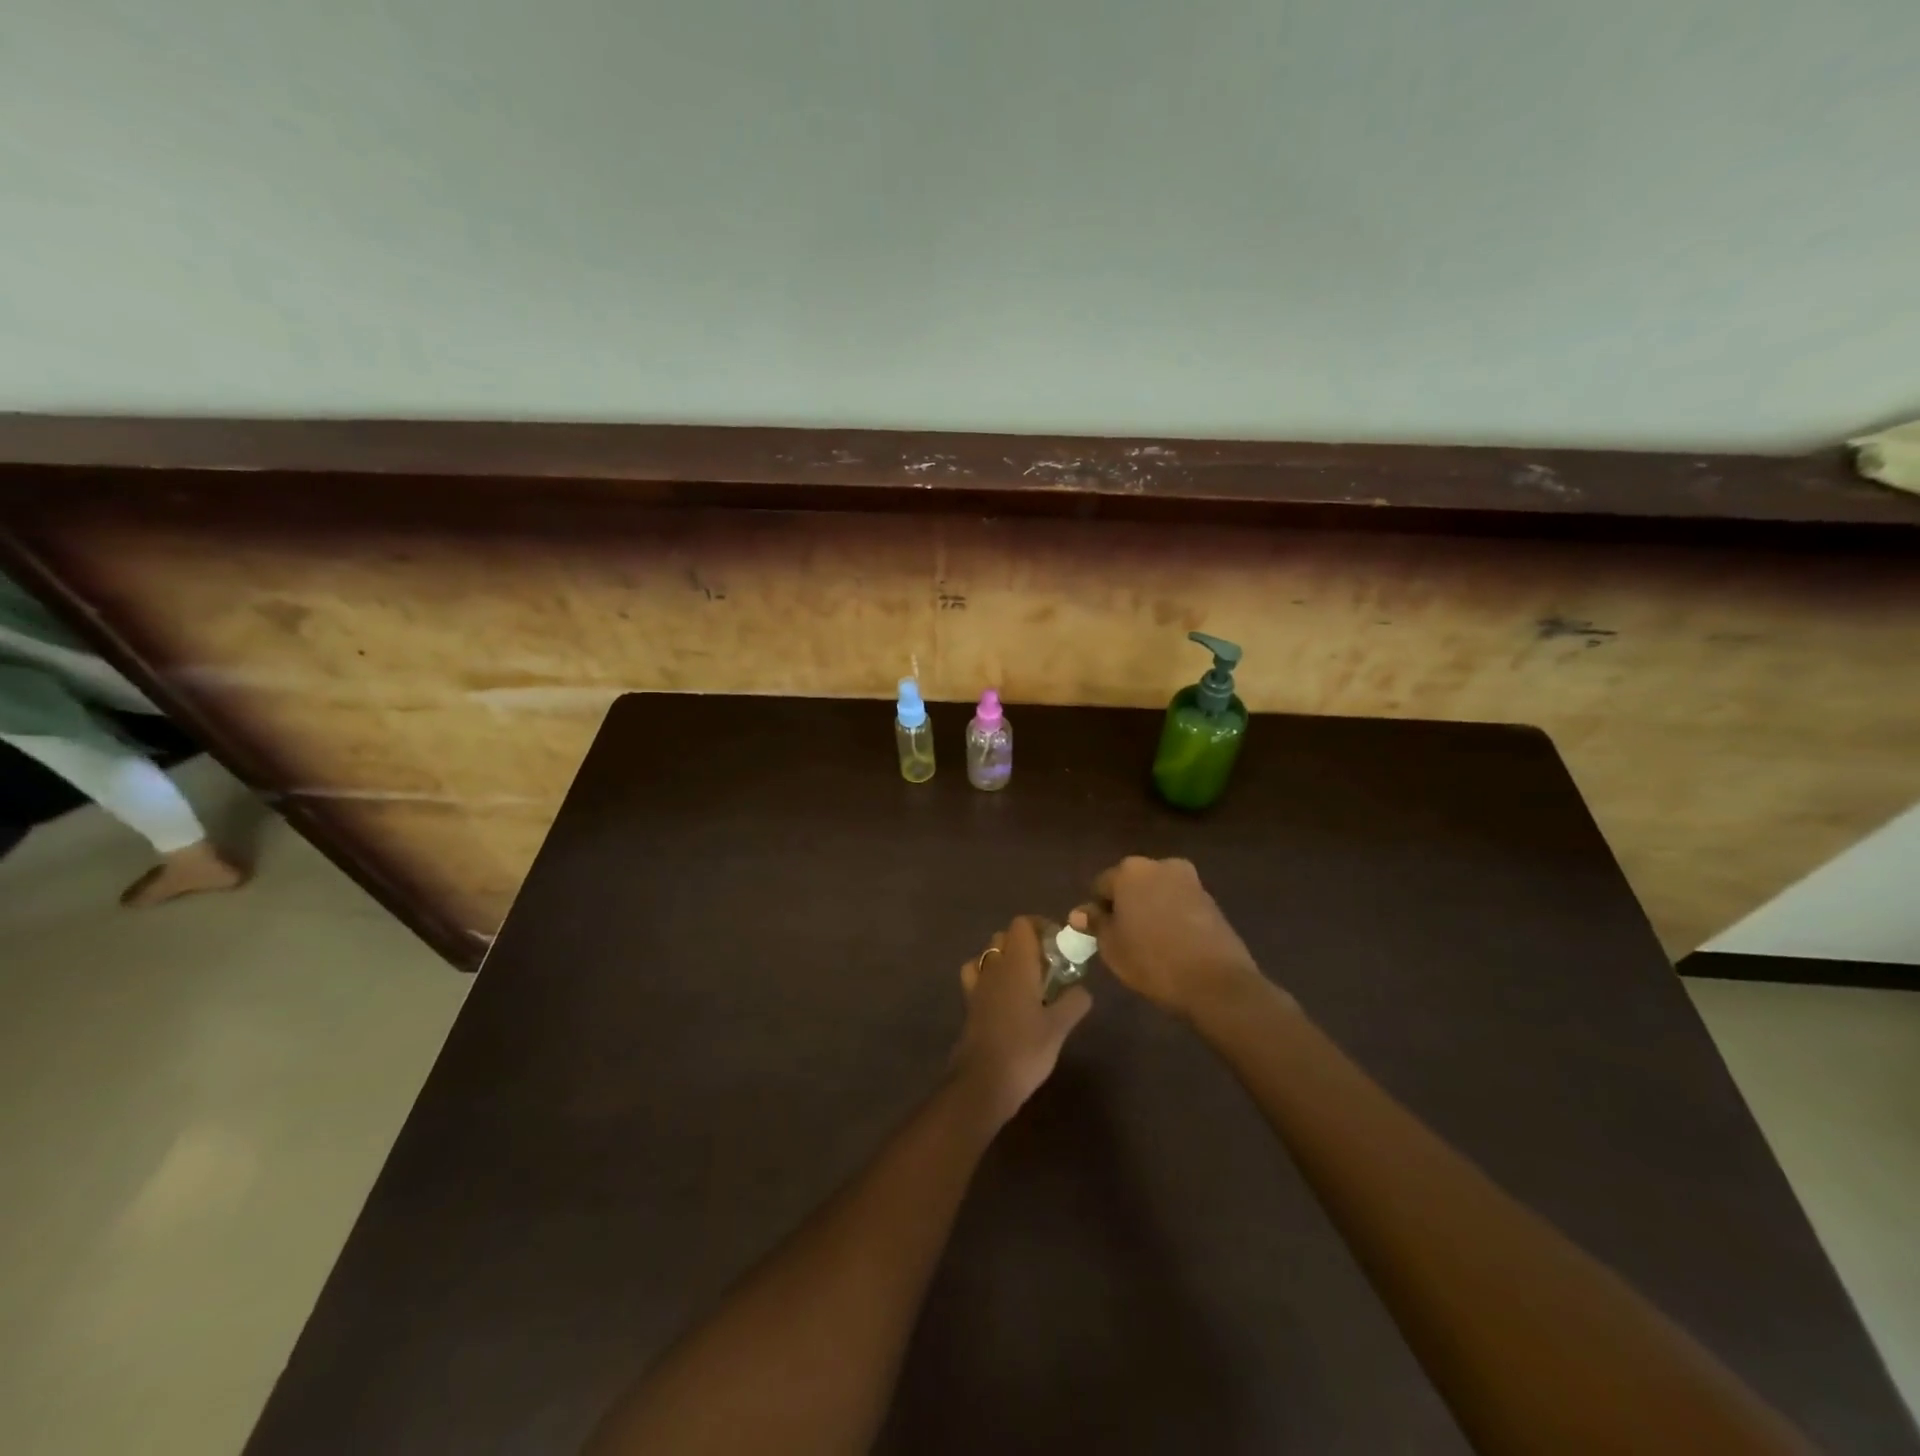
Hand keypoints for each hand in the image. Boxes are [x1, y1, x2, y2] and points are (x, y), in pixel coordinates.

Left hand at [950, 916, 1091, 1123]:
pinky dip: (991, 978)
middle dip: (1026, 944)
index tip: (1058, 945)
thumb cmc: (1024, 1049)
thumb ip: (1074, 1002)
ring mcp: (977, 985)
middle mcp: (993, 967)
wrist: (982, 1082)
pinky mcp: (969, 1005)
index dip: (1040, 927)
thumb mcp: (1059, 1027)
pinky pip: (978, 977)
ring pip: (989, 956)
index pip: (1021, 924)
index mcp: (1016, 964)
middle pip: (1005, 937)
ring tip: (1029, 982)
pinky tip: (1007, 999)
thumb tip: (1083, 990)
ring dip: (1007, 960)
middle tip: (1049, 966)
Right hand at [1072, 856, 1266, 1019]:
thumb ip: (1095, 923)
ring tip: (1150, 942)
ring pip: (1157, 892)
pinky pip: (1179, 903)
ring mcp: (1189, 880)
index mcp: (1130, 871)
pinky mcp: (1210, 899)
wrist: (1216, 982)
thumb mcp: (1112, 946)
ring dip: (1150, 908)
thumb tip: (1080, 913)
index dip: (1097, 910)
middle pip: (1131, 883)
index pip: (1101, 886)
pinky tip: (1173, 943)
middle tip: (1124, 937)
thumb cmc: (1152, 960)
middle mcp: (1160, 865)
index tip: (1100, 935)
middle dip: (1125, 904)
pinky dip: (1171, 916)